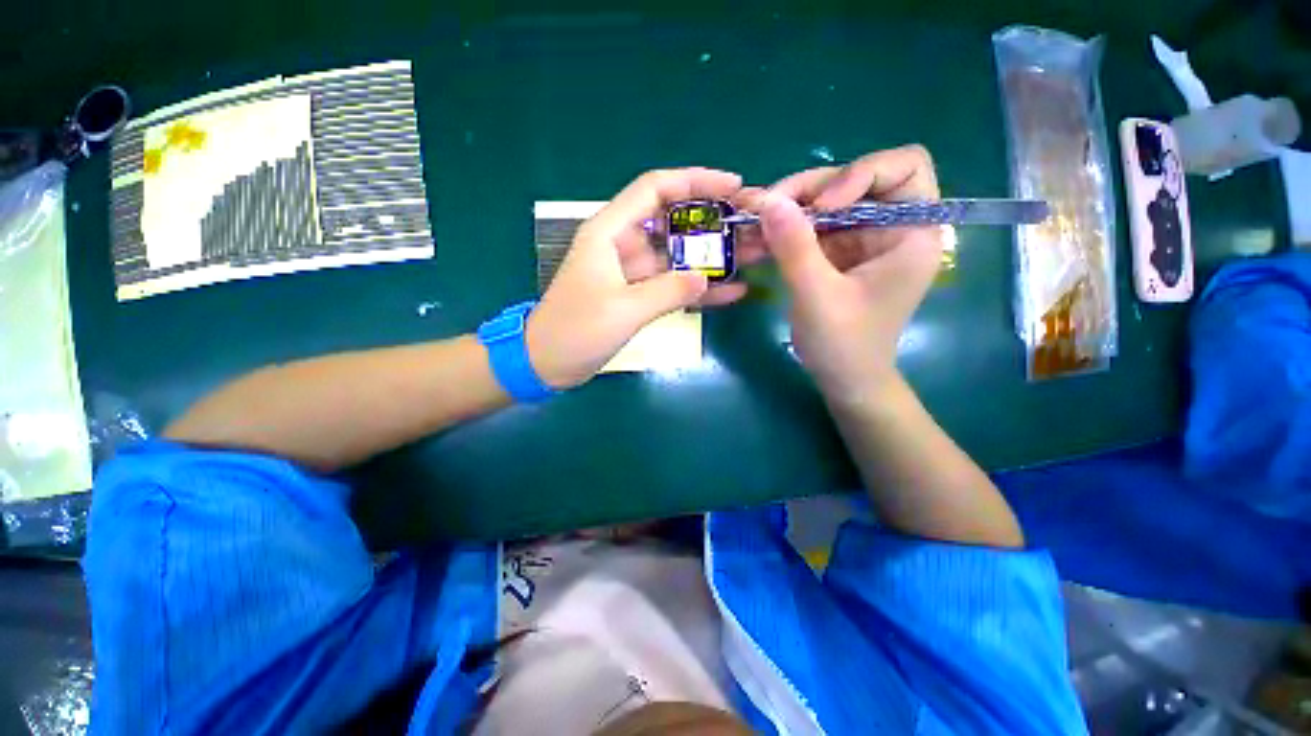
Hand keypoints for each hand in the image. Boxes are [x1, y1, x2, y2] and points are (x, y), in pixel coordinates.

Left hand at [527, 168, 746, 388]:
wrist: (548, 362)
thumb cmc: (575, 330)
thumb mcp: (623, 309)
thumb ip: (668, 291)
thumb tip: (706, 276)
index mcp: (610, 232)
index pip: (655, 189)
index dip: (694, 181)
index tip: (732, 185)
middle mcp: (623, 244)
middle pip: (673, 221)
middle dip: (712, 220)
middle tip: (750, 224)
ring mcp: (632, 272)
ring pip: (677, 254)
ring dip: (711, 256)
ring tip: (752, 255)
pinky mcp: (637, 295)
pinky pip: (673, 284)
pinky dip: (698, 287)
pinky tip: (731, 291)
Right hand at [742, 146, 943, 402]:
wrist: (844, 380)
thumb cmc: (845, 345)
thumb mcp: (818, 297)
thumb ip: (795, 248)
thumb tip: (768, 200)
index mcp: (912, 233)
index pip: (904, 166)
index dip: (860, 173)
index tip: (821, 206)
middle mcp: (890, 226)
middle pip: (853, 180)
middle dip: (807, 190)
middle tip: (764, 208)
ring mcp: (861, 238)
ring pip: (825, 200)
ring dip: (787, 209)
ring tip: (750, 222)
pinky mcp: (837, 252)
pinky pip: (809, 226)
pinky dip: (783, 230)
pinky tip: (756, 240)